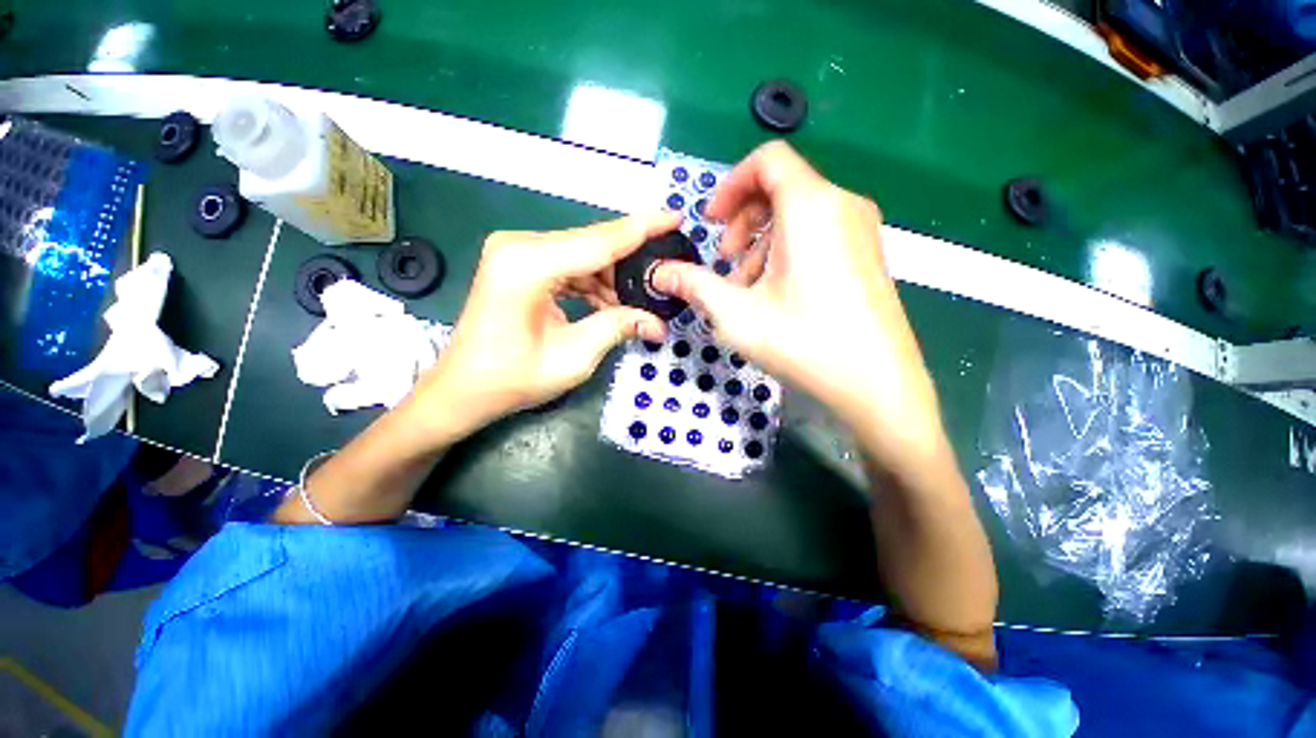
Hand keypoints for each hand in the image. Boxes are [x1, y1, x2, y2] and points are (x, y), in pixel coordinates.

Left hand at [413, 212, 677, 440]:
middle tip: (663, 277)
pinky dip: (592, 282)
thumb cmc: (513, 379)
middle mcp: (520, 246)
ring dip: (612, 276)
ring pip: (582, 254)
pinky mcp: (518, 264)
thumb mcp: (574, 357)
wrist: (463, 389)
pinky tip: (610, 303)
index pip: (601, 240)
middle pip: (592, 244)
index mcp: (529, 263)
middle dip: (631, 260)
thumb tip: (656, 322)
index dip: (643, 228)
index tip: (675, 216)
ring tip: (638, 300)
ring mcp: (516, 252)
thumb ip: (617, 327)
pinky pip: (568, 264)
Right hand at [651, 142, 947, 468]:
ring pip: (799, 215)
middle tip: (726, 261)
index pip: (767, 160)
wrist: (878, 383)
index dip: (731, 185)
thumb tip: (660, 273)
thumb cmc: (803, 341)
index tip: (712, 223)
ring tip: (747, 287)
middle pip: (781, 187)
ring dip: (762, 242)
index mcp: (811, 206)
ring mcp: (862, 230)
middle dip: (743, 220)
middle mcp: (842, 205)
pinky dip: (788, 251)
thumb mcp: (736, 314)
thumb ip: (694, 285)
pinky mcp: (869, 254)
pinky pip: (819, 234)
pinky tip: (776, 293)